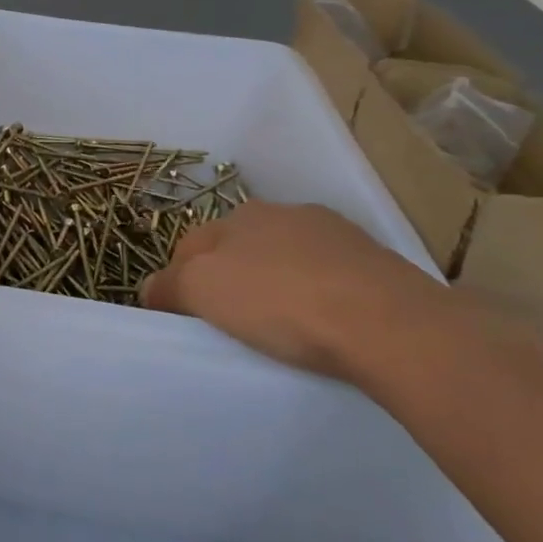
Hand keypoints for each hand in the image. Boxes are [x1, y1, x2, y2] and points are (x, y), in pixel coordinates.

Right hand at [140, 202, 458, 378]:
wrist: (390, 324)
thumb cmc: (279, 301)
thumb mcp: (201, 291)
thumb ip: (167, 286)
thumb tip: (152, 289)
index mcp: (239, 215)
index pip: (190, 245)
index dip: (179, 281)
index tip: (184, 317)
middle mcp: (285, 213)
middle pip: (238, 249)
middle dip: (228, 279)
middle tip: (229, 323)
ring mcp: (336, 235)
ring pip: (285, 261)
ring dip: (275, 285)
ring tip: (281, 328)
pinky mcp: (376, 263)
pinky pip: (327, 278)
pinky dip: (317, 297)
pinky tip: (323, 325)